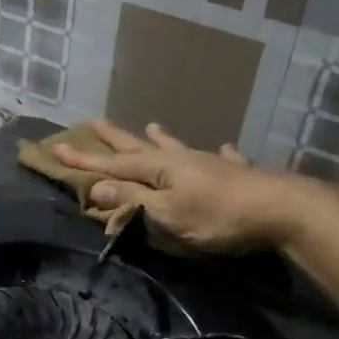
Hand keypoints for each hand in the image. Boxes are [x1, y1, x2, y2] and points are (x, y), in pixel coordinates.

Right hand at [54, 121, 293, 253]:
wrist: (281, 209)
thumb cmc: (218, 216)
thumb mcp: (168, 213)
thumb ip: (134, 201)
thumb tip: (95, 187)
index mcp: (160, 170)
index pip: (113, 164)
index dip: (85, 160)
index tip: (56, 148)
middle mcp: (182, 160)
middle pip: (141, 147)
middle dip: (115, 139)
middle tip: (94, 122)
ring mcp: (211, 165)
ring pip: (179, 148)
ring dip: (163, 139)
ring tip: (152, 125)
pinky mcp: (238, 175)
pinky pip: (223, 159)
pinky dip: (219, 154)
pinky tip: (224, 147)